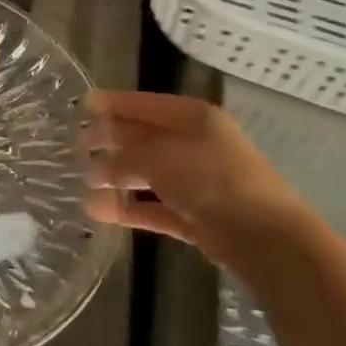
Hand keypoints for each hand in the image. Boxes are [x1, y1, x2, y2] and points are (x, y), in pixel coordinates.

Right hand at [84, 92, 310, 269]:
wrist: (268, 241)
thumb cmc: (212, 180)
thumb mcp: (160, 159)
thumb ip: (124, 158)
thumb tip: (97, 168)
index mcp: (194, 117)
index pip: (145, 104)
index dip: (114, 104)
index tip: (82, 106)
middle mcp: (197, 144)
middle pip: (146, 137)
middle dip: (112, 140)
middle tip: (77, 144)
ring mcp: (199, 182)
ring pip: (149, 173)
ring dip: (117, 177)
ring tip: (82, 180)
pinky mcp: (198, 217)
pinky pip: (156, 207)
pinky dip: (130, 208)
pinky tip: (99, 210)